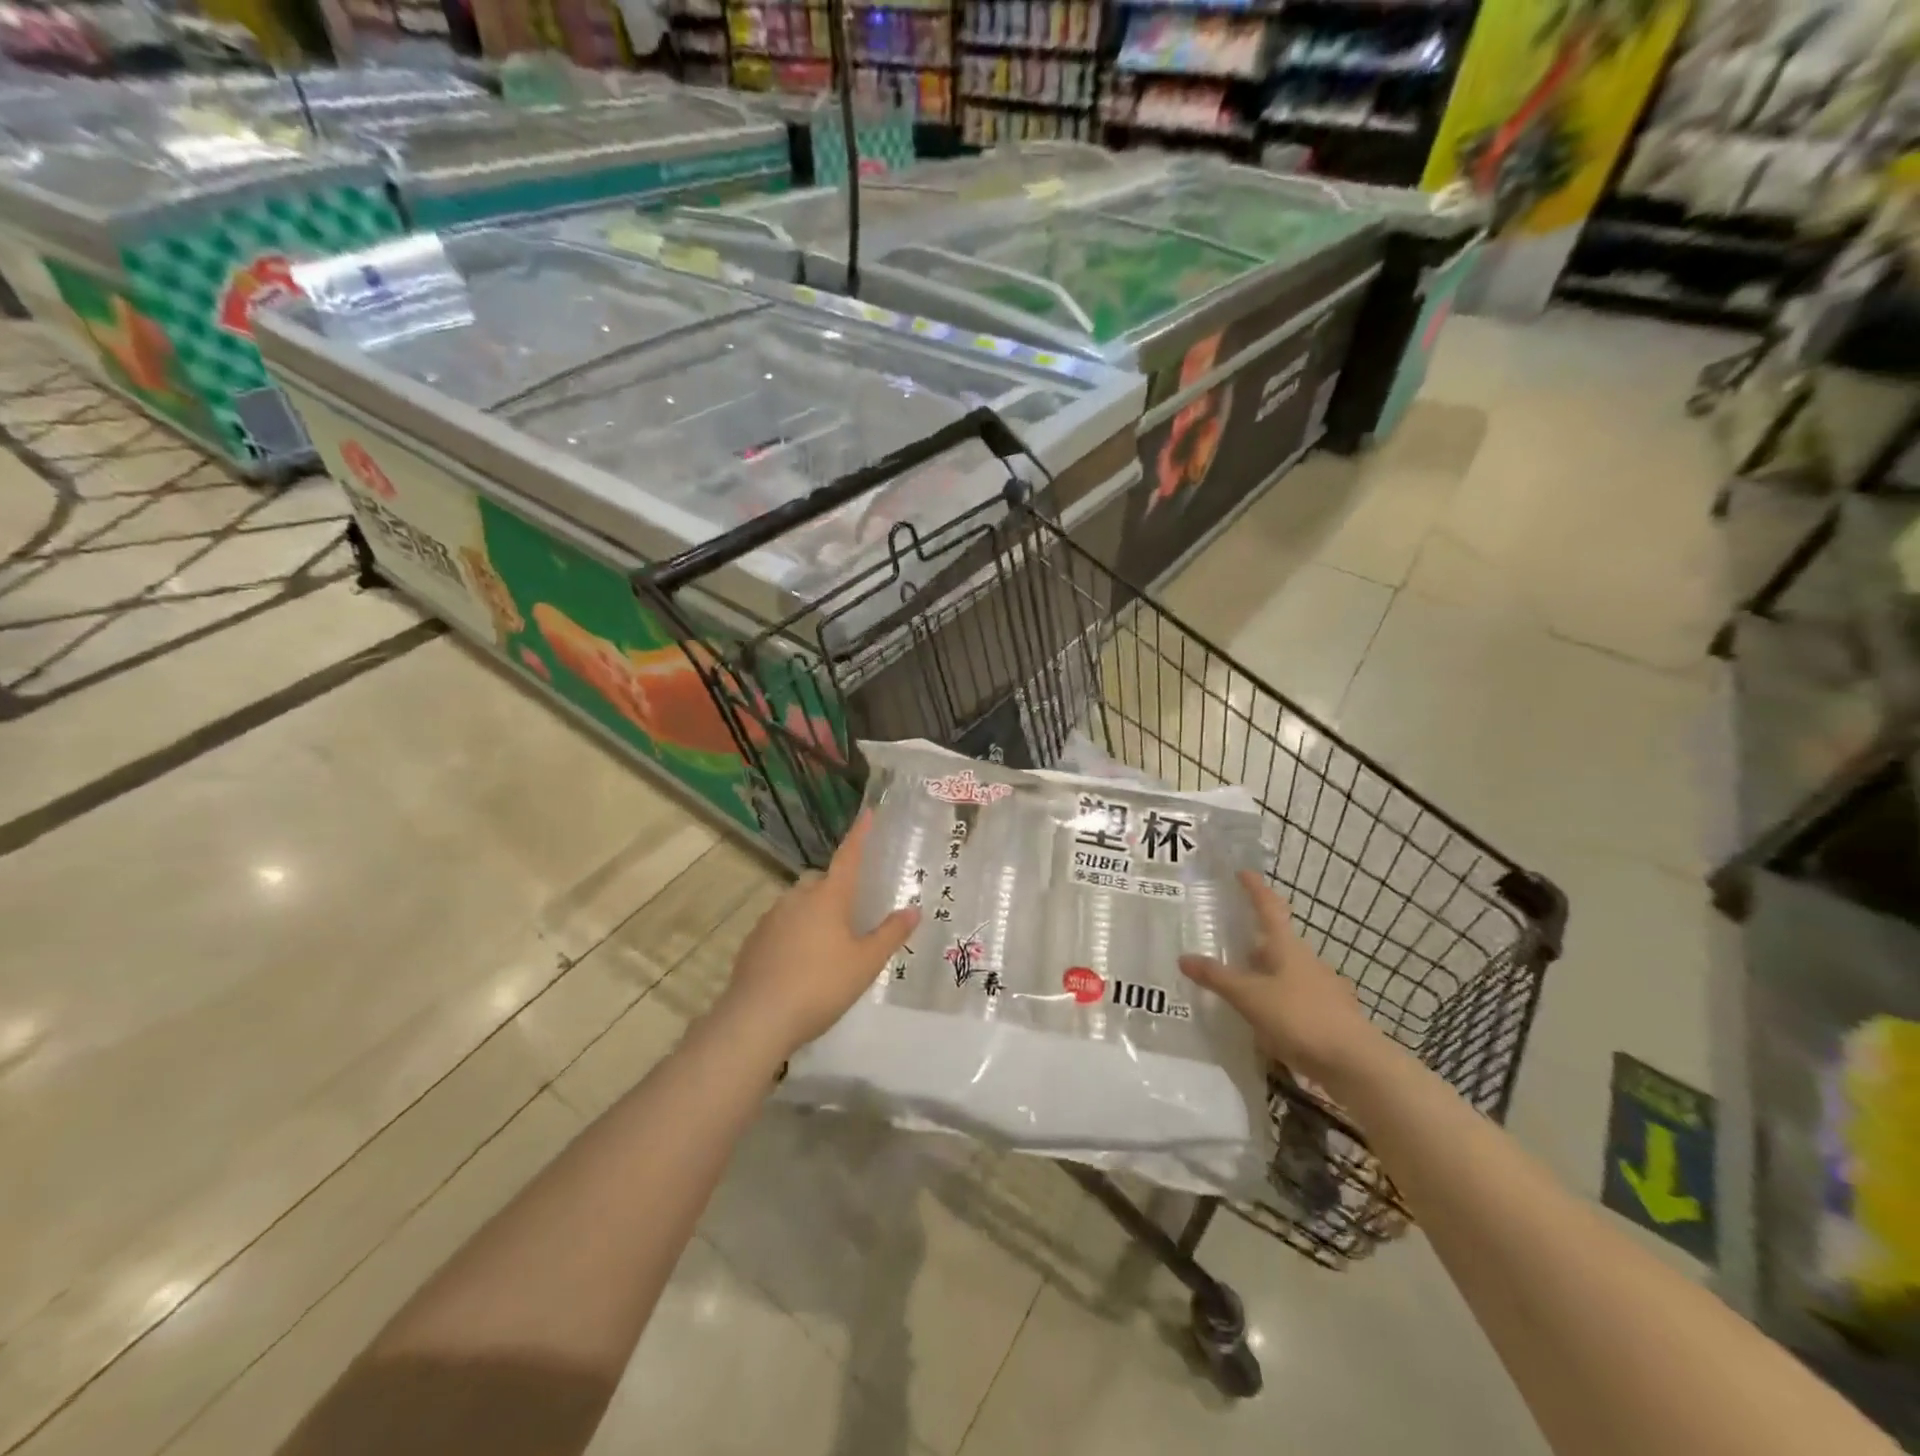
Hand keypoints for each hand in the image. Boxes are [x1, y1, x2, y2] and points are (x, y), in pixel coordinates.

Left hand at [716, 812, 918, 1058]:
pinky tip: (801, 963)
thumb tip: (913, 909)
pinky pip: (781, 926)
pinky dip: (795, 934)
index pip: (848, 857)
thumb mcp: (865, 963)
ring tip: (830, 944)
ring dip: (815, 913)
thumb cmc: (820, 986)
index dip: (860, 835)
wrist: (756, 1019)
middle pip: (822, 881)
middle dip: (838, 888)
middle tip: (854, 912)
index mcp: (828, 897)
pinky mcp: (754, 941)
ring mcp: (771, 918)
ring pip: (799, 903)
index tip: (868, 813)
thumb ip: (890, 934)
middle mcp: (797, 898)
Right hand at [1178, 872, 1381, 1087]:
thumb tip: (1183, 957)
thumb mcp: (1250, 997)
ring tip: (1239, 983)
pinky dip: (1277, 1000)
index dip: (1255, 889)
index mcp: (1287, 948)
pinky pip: (1295, 998)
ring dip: (1264, 972)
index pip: (1269, 908)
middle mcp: (1306, 961)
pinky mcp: (1329, 1015)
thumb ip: (1217, 978)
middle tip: (1228, 940)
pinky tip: (1264, 1018)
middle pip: (1277, 942)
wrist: (1356, 1064)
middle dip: (1253, 939)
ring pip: (1286, 971)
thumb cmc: (1300, 1018)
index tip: (1242, 873)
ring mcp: (1322, 988)